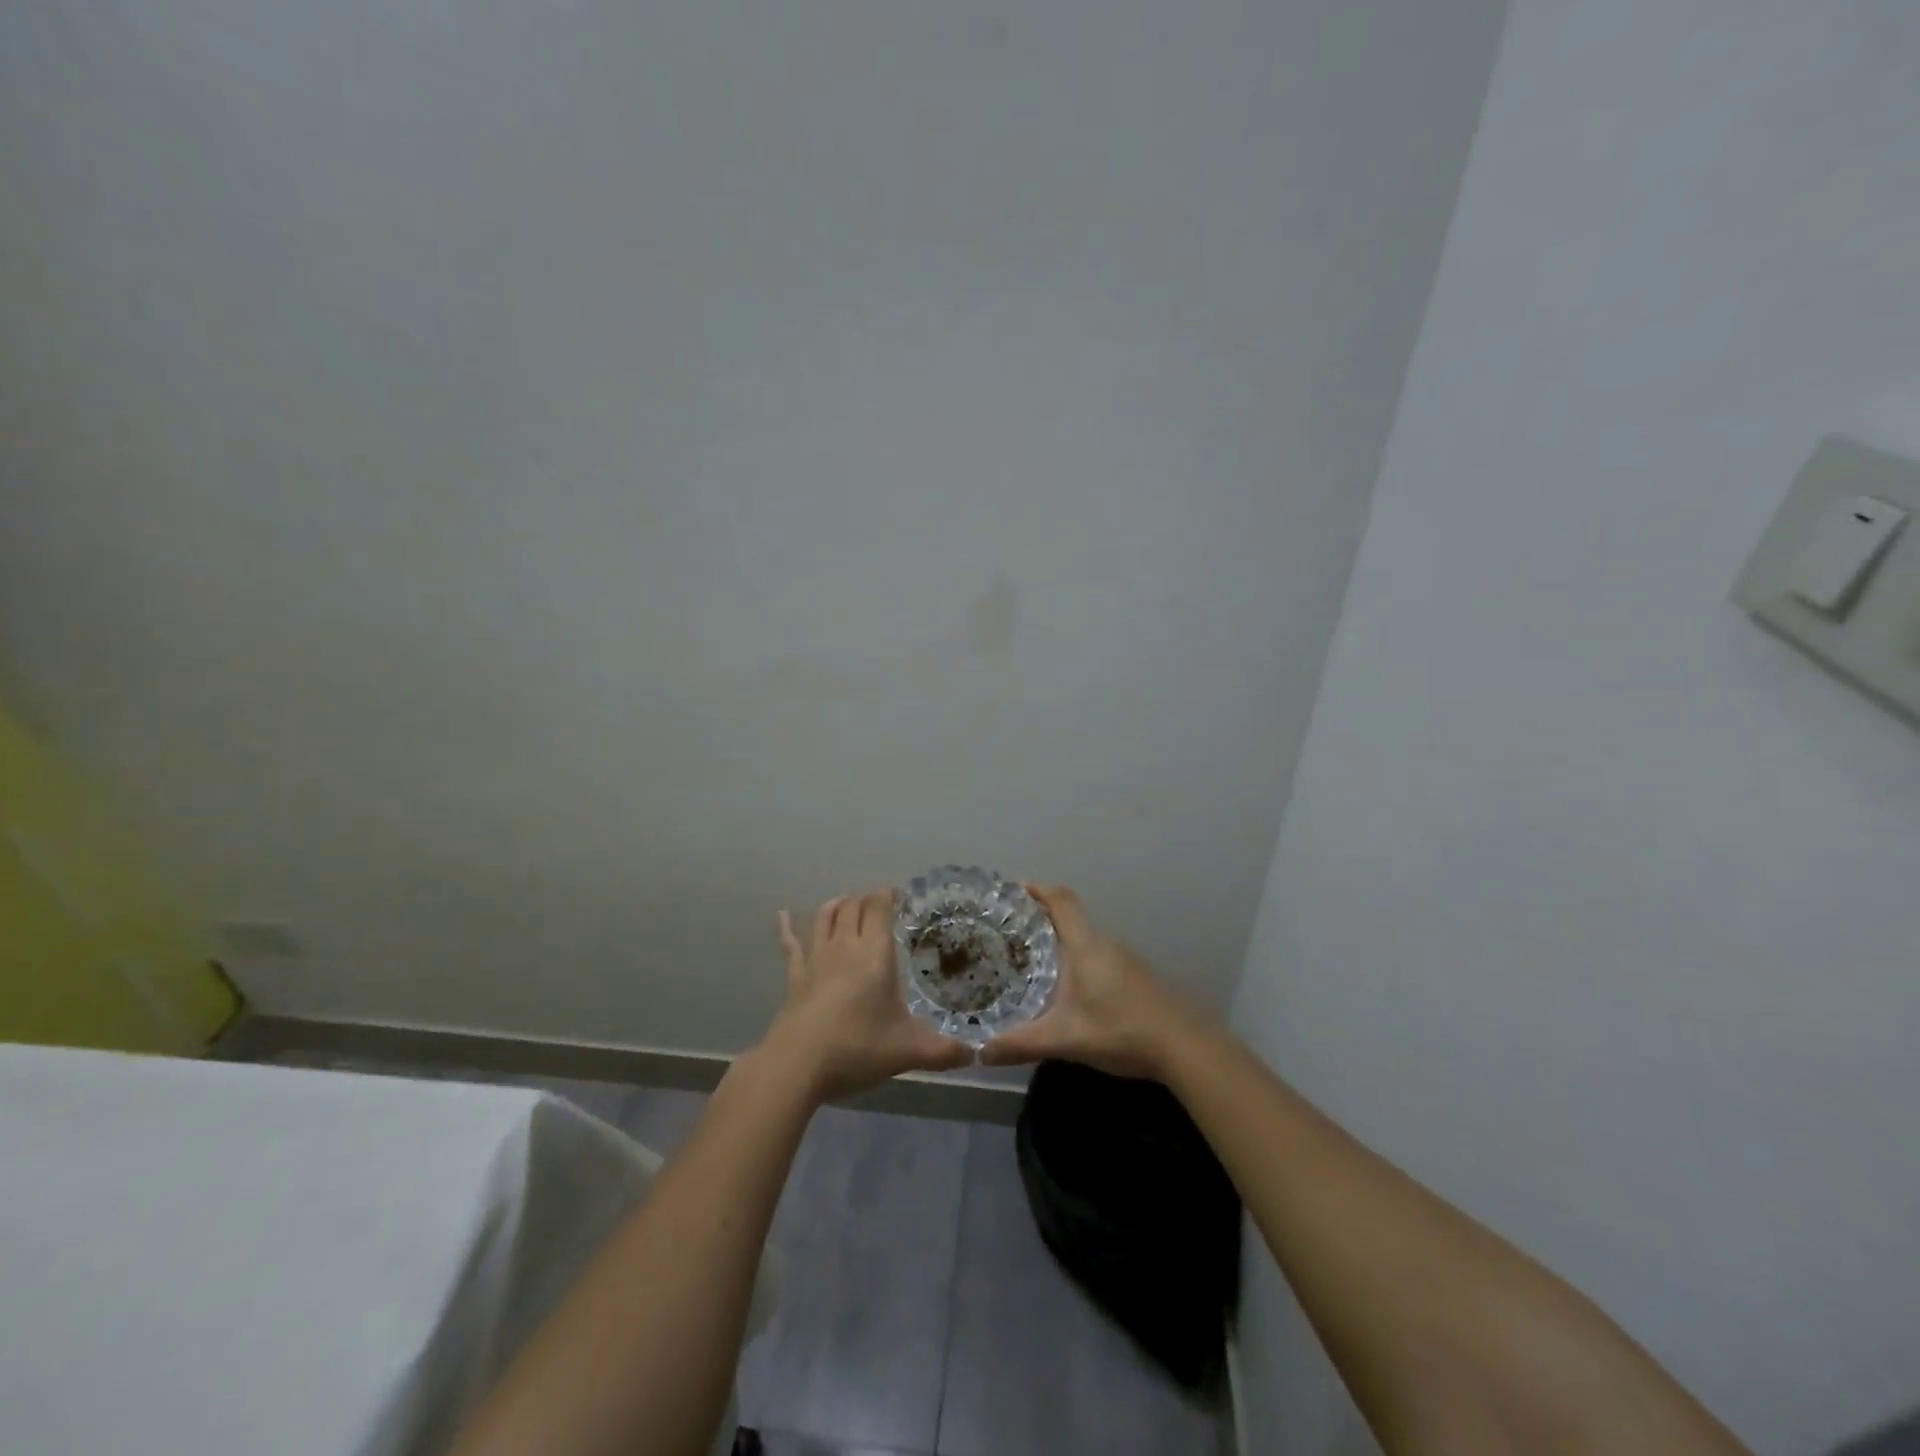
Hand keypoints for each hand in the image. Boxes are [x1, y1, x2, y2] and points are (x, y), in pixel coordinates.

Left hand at [758, 889, 975, 1101]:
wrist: (798, 1064)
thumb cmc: (858, 1047)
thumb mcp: (908, 1052)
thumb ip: (943, 1052)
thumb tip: (974, 1054)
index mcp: (875, 953)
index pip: (880, 908)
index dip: (888, 896)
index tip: (899, 895)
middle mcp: (845, 946)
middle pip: (853, 907)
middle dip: (866, 899)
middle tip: (878, 903)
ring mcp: (816, 959)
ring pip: (824, 918)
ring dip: (836, 905)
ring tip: (845, 902)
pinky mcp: (795, 978)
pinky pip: (791, 945)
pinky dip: (787, 929)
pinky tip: (782, 916)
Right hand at [980, 884, 1204, 1079]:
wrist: (1185, 1047)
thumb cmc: (1120, 1030)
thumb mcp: (1064, 1039)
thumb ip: (1021, 1044)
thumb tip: (981, 1052)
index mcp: (1086, 946)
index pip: (1062, 901)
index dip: (1038, 890)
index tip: (1014, 889)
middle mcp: (1105, 944)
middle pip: (1071, 919)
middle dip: (1041, 921)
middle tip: (1010, 934)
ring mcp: (1125, 960)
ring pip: (1086, 941)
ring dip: (1061, 944)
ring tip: (1032, 961)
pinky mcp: (1137, 978)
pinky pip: (1099, 958)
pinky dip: (1079, 962)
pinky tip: (1069, 990)